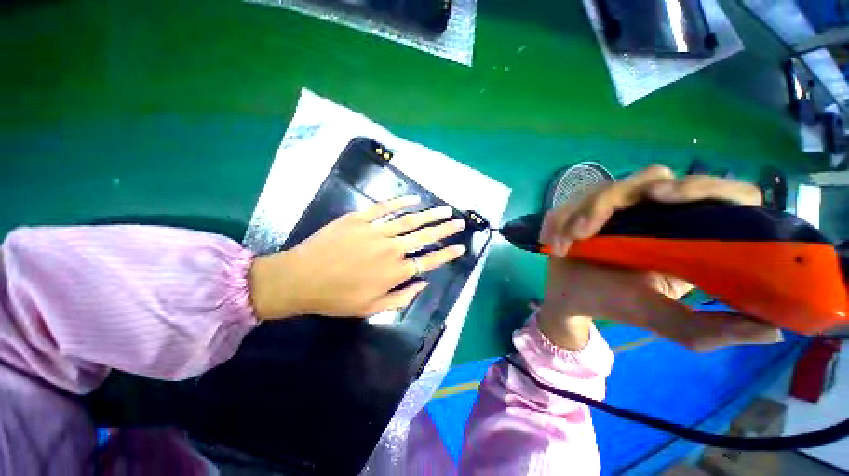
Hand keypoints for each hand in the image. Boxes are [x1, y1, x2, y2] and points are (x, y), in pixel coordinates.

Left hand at [249, 196, 466, 319]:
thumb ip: (402, 297)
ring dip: (430, 215)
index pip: (429, 261)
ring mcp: (376, 231)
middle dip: (445, 229)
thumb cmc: (337, 297)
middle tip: (460, 222)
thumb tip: (423, 283)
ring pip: (410, 220)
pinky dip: (401, 202)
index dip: (447, 254)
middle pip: (425, 237)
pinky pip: (385, 208)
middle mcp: (391, 250)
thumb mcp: (372, 308)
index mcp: (395, 272)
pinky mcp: (360, 219)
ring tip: (446, 210)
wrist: (301, 278)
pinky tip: (414, 199)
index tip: (461, 247)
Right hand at [537, 165, 782, 350]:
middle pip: (656, 178)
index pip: (723, 194)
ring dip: (583, 211)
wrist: (568, 297)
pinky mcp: (588, 207)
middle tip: (589, 228)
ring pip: (609, 187)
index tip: (665, 200)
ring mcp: (620, 207)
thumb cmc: (613, 305)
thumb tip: (772, 331)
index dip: (705, 186)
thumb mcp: (660, 319)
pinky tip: (555, 242)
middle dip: (617, 196)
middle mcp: (659, 214)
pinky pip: (576, 200)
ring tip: (567, 241)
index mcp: (690, 236)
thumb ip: (708, 329)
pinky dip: (562, 218)